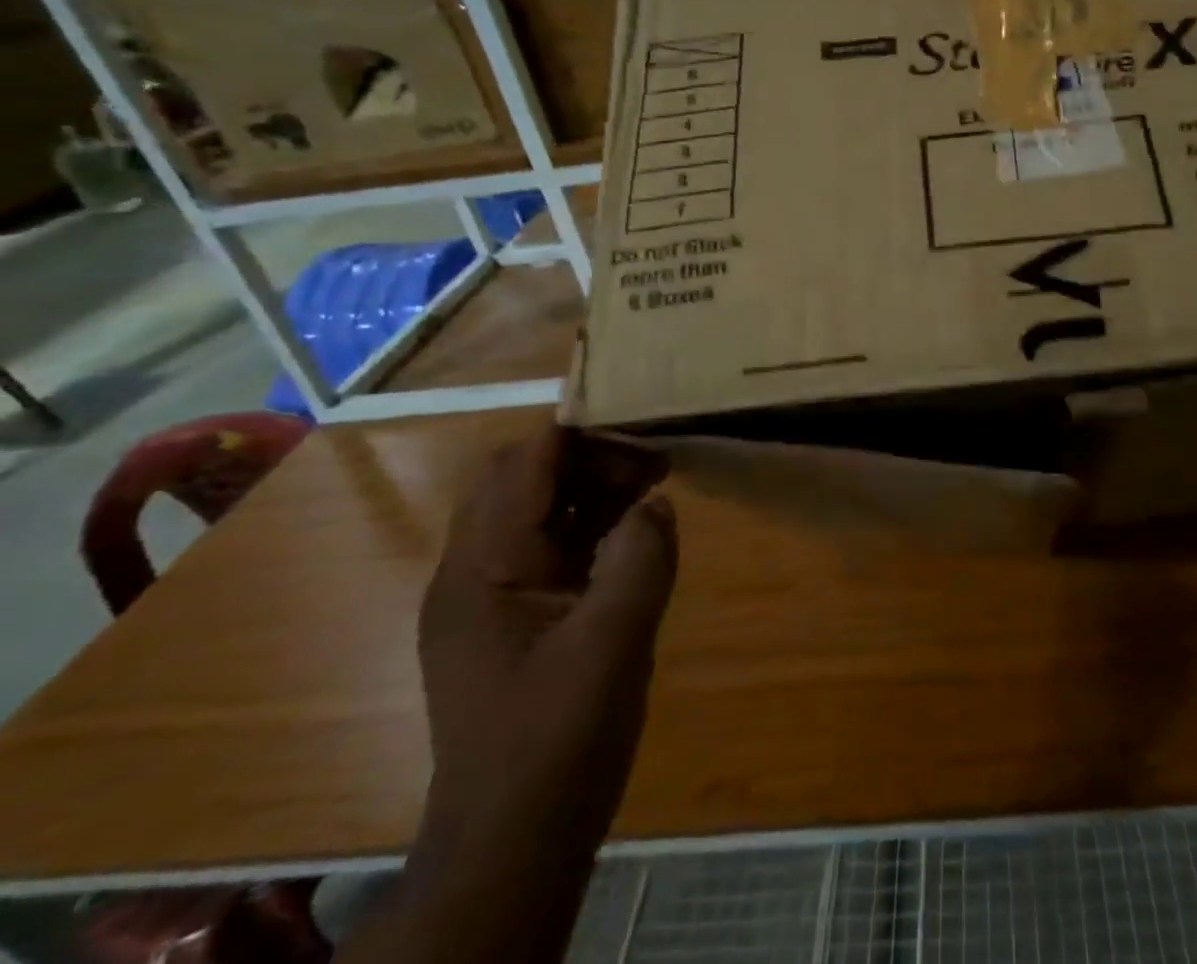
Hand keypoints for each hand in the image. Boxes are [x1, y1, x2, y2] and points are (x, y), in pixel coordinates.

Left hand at [418, 425, 676, 840]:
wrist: (516, 843)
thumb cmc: (556, 740)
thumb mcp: (611, 643)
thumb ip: (639, 558)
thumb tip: (657, 502)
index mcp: (481, 567)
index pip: (524, 462)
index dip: (582, 429)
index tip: (643, 415)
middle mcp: (476, 569)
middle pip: (527, 475)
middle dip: (593, 454)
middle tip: (658, 459)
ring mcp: (495, 593)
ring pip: (543, 507)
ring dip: (597, 486)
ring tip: (658, 482)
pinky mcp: (520, 615)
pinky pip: (556, 544)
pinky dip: (597, 524)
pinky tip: (640, 529)